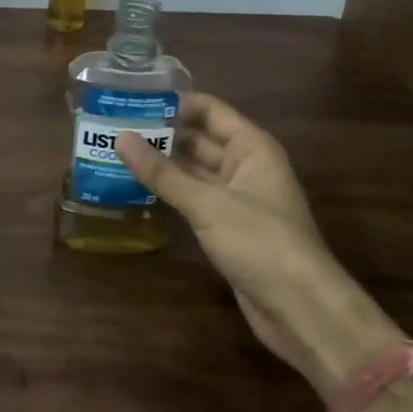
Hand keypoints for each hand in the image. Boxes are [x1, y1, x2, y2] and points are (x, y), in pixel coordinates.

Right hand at [116, 94, 343, 379]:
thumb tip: (120, 138)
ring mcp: (236, 198)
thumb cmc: (260, 243)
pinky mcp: (227, 226)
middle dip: (160, 134)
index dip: (174, 104)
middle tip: (112, 129)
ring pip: (193, 170)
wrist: (300, 309)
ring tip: (115, 154)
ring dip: (161, 164)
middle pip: (198, 139)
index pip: (209, 110)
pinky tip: (136, 188)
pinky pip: (193, 198)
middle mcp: (245, 165)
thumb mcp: (207, 204)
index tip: (131, 102)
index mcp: (251, 147)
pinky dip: (168, 191)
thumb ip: (162, 173)